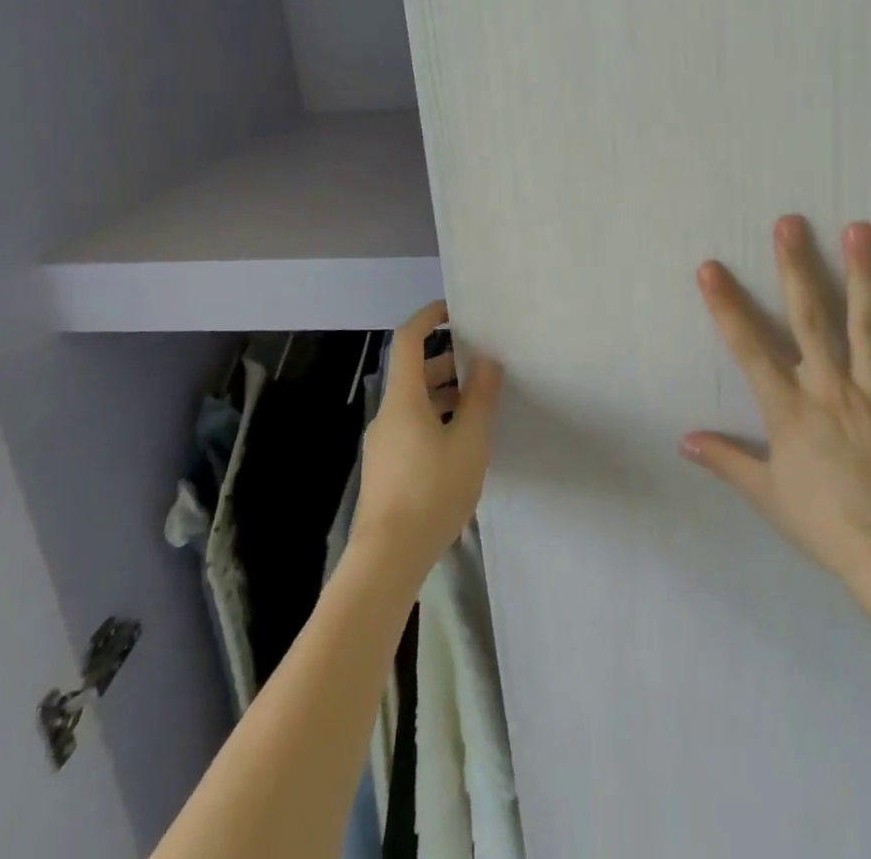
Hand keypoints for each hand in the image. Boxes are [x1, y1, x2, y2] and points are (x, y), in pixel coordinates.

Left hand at [351, 301, 503, 580]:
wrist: (387, 558)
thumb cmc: (432, 492)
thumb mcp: (469, 443)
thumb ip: (480, 399)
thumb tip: (488, 361)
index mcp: (404, 400)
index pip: (408, 341)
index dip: (427, 318)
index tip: (453, 311)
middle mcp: (387, 415)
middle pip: (414, 374)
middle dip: (447, 364)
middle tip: (482, 367)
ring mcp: (383, 444)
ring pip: (414, 404)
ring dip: (444, 396)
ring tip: (479, 407)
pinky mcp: (385, 469)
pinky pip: (411, 428)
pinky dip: (435, 420)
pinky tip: (460, 445)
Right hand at [682, 216, 870, 593]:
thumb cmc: (822, 522)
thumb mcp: (765, 493)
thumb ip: (726, 460)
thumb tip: (683, 441)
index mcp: (789, 409)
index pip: (749, 348)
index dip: (727, 306)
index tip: (710, 268)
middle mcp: (828, 388)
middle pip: (809, 319)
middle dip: (796, 268)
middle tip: (791, 223)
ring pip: (866, 326)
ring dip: (863, 276)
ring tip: (861, 231)